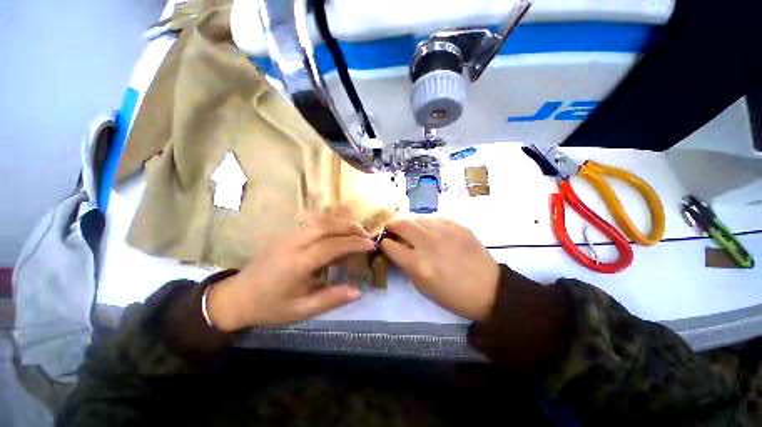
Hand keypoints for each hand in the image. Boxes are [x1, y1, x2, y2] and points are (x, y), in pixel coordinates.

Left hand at [206, 215, 374, 330]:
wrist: (237, 296)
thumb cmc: (270, 306)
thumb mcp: (301, 310)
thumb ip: (330, 299)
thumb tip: (358, 291)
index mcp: (297, 264)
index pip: (331, 246)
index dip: (354, 243)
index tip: (371, 245)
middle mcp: (293, 244)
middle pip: (326, 226)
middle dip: (350, 227)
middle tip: (367, 234)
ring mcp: (288, 235)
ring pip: (319, 219)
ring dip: (341, 221)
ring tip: (357, 228)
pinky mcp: (286, 233)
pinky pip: (311, 220)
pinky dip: (329, 219)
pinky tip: (338, 225)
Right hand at [381, 217, 499, 321]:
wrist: (489, 289)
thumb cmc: (452, 295)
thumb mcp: (422, 287)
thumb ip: (406, 265)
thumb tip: (397, 249)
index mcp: (418, 264)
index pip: (391, 246)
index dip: (385, 243)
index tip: (385, 242)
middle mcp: (429, 244)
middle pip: (401, 224)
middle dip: (391, 224)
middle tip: (391, 228)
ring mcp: (444, 231)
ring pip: (417, 218)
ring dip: (408, 222)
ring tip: (408, 227)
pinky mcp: (457, 225)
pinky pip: (435, 218)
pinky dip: (426, 222)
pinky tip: (428, 228)